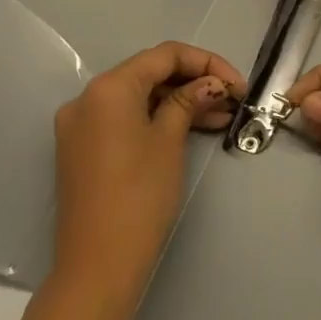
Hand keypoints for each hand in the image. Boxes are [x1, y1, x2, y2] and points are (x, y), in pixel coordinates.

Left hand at [50, 42, 243, 308]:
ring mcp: (81, 125)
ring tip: (222, 118)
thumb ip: (190, 101)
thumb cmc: (140, 195)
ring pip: (140, 97)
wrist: (98, 263)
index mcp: (109, 87)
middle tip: (233, 101)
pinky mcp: (83, 149)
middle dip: (195, 82)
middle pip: (150, 73)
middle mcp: (88, 98)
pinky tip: (192, 130)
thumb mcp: (170, 140)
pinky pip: (126, 119)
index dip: (207, 63)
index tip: (239, 85)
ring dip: (180, 101)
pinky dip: (159, 119)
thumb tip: (211, 84)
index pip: (165, 55)